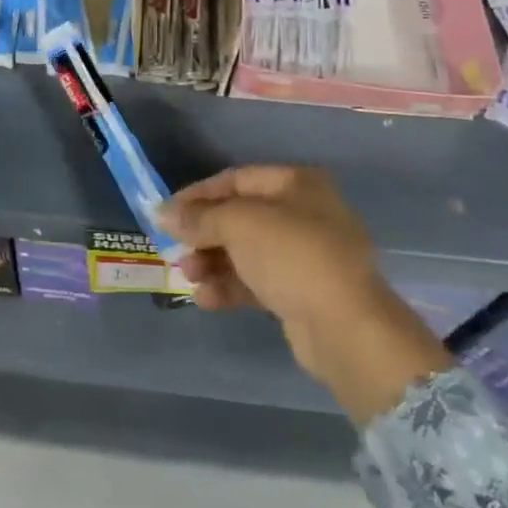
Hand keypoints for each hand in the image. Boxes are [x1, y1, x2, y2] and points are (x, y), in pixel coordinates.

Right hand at [162, 166, 452, 423]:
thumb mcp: (238, 225)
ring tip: (189, 277)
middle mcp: (303, 213)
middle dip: (204, 234)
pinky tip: (206, 299)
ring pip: (245, 251)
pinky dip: (230, 286)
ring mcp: (305, 255)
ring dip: (212, 262)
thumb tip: (162, 212)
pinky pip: (256, 281)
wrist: (345, 328)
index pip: (235, 180)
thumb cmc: (292, 256)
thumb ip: (198, 217)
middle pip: (239, 217)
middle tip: (176, 251)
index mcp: (295, 183)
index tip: (166, 214)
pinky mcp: (302, 292)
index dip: (198, 195)